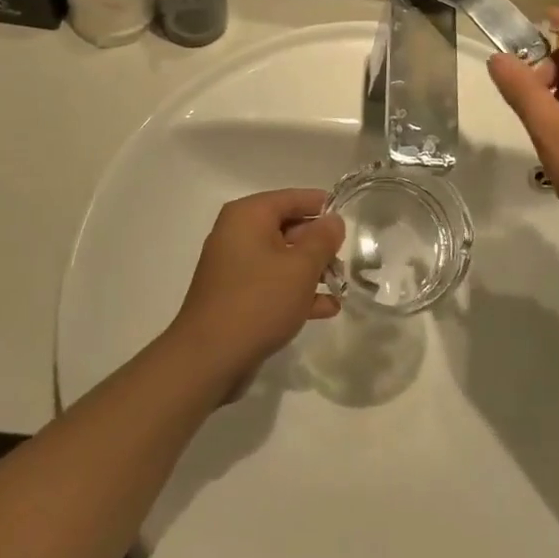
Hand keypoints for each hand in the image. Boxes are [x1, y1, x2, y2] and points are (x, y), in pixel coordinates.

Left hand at [169, 189, 344, 389]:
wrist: (208, 359)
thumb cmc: (258, 301)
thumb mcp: (301, 267)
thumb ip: (323, 239)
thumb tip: (334, 220)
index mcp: (248, 216)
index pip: (292, 198)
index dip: (322, 206)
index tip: (349, 219)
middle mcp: (237, 234)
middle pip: (287, 227)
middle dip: (319, 244)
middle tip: (348, 258)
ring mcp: (234, 266)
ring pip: (282, 258)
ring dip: (311, 270)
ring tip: (341, 285)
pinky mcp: (235, 296)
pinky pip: (272, 283)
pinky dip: (295, 291)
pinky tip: (325, 308)